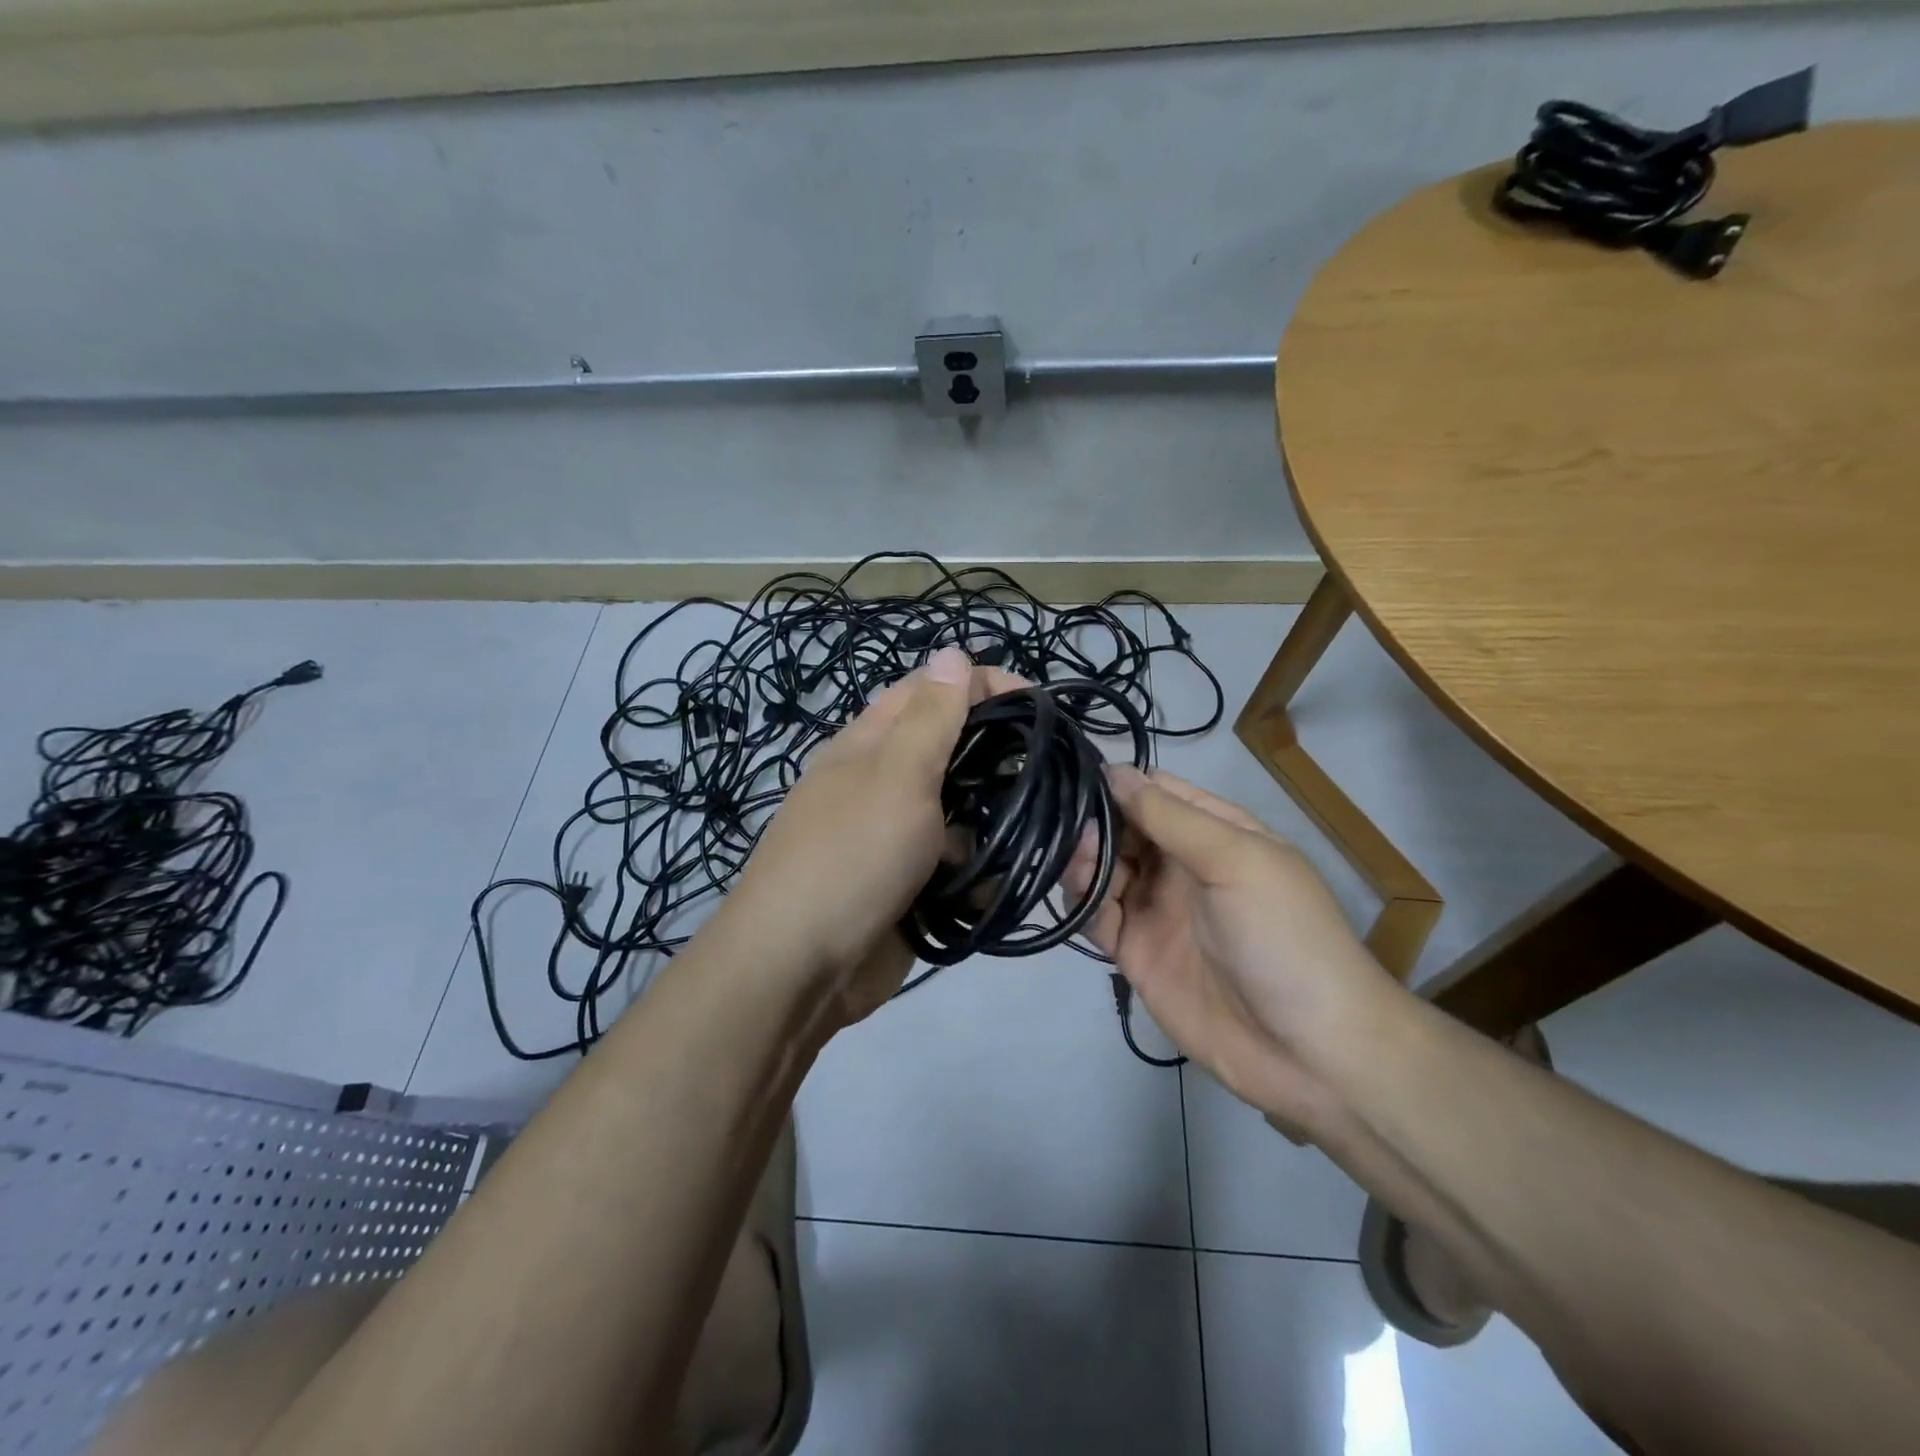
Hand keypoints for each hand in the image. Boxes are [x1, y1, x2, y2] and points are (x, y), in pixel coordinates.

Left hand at [722, 646, 1019, 1027]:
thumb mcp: (895, 775)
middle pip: (948, 751)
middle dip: (996, 754)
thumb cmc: (850, 857)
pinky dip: (982, 868)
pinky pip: (956, 865)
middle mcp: (881, 783)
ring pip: (958, 810)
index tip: (1037, 703)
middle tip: (1047, 767)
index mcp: (869, 744)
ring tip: (1039, 823)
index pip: (929, 691)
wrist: (799, 969)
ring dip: (994, 816)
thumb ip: (930, 718)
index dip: (980, 684)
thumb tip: (951, 650)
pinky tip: (1010, 875)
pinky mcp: (908, 886)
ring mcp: (894, 837)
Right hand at [1067, 767, 1400, 1133]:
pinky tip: (1080, 897)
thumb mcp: (1237, 861)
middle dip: (1095, 824)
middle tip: (1072, 831)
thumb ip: (1171, 817)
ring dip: (1084, 861)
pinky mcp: (1136, 954)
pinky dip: (1082, 902)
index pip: (1156, 793)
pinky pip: (1097, 917)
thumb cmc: (1284, 937)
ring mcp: (1157, 910)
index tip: (1077, 780)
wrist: (1309, 1053)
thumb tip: (1115, 771)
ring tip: (1079, 864)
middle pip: (1123, 829)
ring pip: (1104, 870)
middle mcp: (1181, 866)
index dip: (1120, 784)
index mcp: (1215, 834)